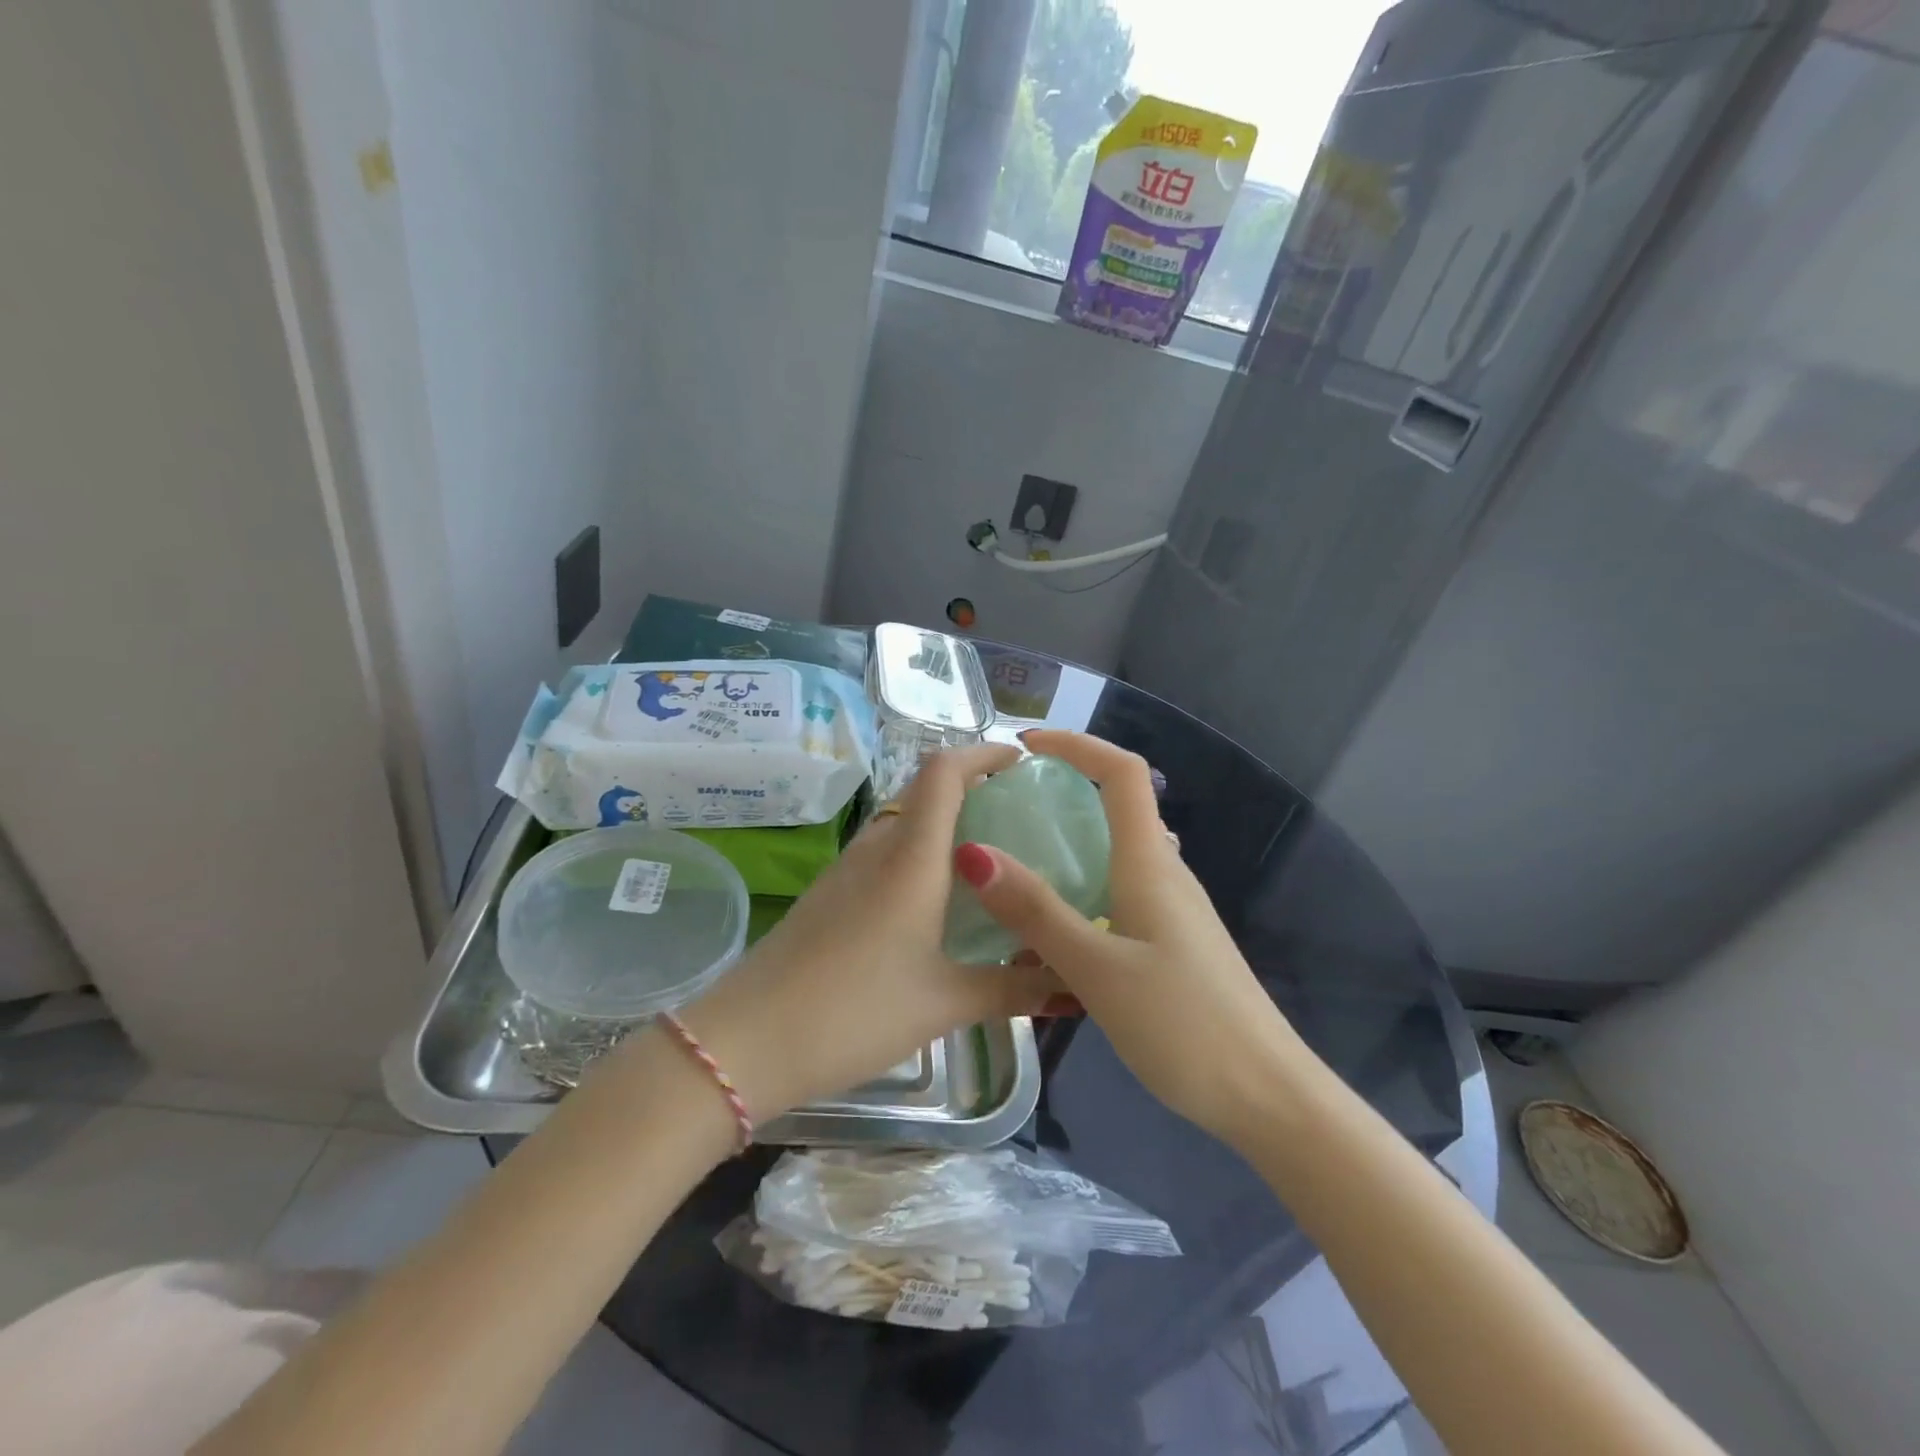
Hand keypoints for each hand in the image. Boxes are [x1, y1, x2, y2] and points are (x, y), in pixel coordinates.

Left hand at [672, 744, 1062, 1122]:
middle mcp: (877, 849)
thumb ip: (1013, 988)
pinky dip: (919, 853)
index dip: (984, 753)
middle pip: (925, 789)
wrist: (747, 1042)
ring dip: (944, 822)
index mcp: (910, 858)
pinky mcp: (829, 894)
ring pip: (903, 822)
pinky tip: (938, 900)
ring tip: (988, 857)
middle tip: (1020, 814)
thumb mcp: (945, 1003)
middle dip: (973, 787)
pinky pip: (884, 853)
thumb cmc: (854, 1011)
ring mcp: (847, 870)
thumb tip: (1073, 985)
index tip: (1023, 763)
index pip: (944, 772)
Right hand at [953, 730, 1311, 1149]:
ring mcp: (1172, 910)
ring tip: (1012, 868)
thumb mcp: (1097, 970)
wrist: (1267, 1096)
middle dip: (1062, 792)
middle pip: (1116, 806)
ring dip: (1067, 846)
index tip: (1023, 748)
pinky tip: (1050, 932)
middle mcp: (1164, 873)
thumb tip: (975, 853)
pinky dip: (1080, 891)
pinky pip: (1118, 893)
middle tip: (1003, 812)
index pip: (1121, 772)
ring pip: (1115, 854)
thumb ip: (1037, 912)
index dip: (1075, 745)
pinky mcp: (1171, 942)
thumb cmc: (1186, 1026)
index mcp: (1149, 864)